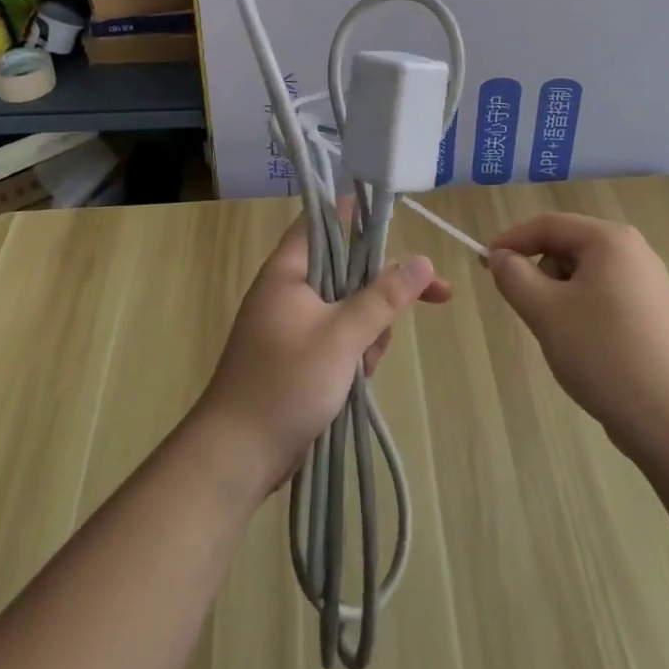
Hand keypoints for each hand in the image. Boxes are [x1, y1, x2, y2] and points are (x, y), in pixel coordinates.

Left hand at [195, 213, 451, 496]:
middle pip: (349, 269)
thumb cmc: (285, 383)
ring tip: (367, 365)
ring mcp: (295, 324)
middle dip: (382, 292)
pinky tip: (360, 380)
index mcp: (289, 271)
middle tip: (431, 297)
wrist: (237, 456)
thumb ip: (384, 297)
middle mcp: (290, 290)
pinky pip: (341, 338)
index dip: (358, 212)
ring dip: (370, 332)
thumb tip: (424, 261)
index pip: (324, 221)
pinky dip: (356, 353)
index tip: (398, 217)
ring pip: (350, 307)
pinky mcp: (301, 356)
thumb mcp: (342, 337)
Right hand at [485, 213, 668, 450]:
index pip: (548, 225)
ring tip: (558, 331)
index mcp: (611, 239)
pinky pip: (605, 293)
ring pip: (585, 272)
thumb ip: (513, 275)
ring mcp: (649, 281)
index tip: (483, 262)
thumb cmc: (601, 353)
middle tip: (524, 306)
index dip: (511, 240)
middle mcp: (635, 250)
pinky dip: (582, 307)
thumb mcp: (544, 310)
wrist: (667, 419)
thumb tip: (500, 257)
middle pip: (568, 245)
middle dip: (538, 270)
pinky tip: (583, 343)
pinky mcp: (654, 311)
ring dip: (559, 292)